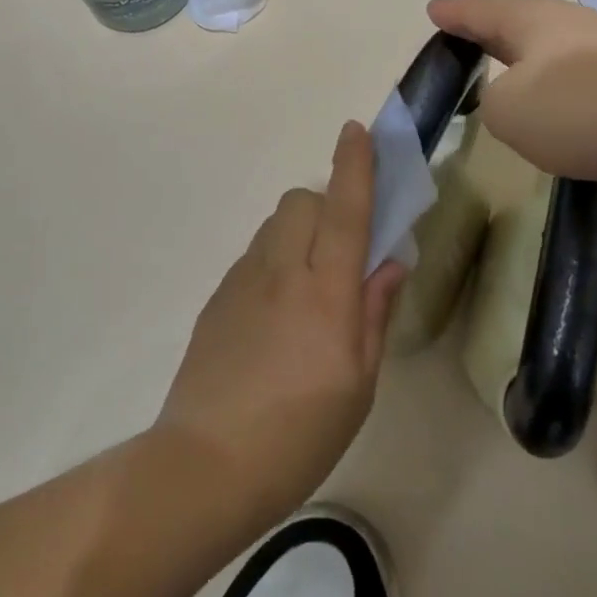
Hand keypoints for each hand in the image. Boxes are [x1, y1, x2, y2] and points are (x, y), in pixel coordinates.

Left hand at [156, 122, 404, 525]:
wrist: (205, 466)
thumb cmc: (299, 435)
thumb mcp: (358, 384)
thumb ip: (375, 313)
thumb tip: (390, 262)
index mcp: (326, 293)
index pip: (345, 212)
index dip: (354, 167)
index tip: (356, 130)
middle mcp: (281, 272)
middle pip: (301, 202)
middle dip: (327, 207)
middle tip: (341, 253)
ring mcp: (242, 281)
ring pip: (275, 226)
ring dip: (299, 234)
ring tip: (308, 289)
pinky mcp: (217, 297)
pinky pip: (254, 256)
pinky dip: (274, 262)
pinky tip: (275, 317)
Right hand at [429, 0, 596, 197]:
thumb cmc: (578, 108)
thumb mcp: (507, 112)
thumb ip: (494, 102)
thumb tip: (517, 100)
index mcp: (532, 21)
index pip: (481, 10)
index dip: (454, 13)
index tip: (434, 10)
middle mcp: (571, 24)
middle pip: (521, 22)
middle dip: (493, 30)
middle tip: (469, 35)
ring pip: (556, 49)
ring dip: (531, 61)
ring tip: (512, 73)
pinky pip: (584, 77)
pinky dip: (563, 87)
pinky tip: (562, 107)